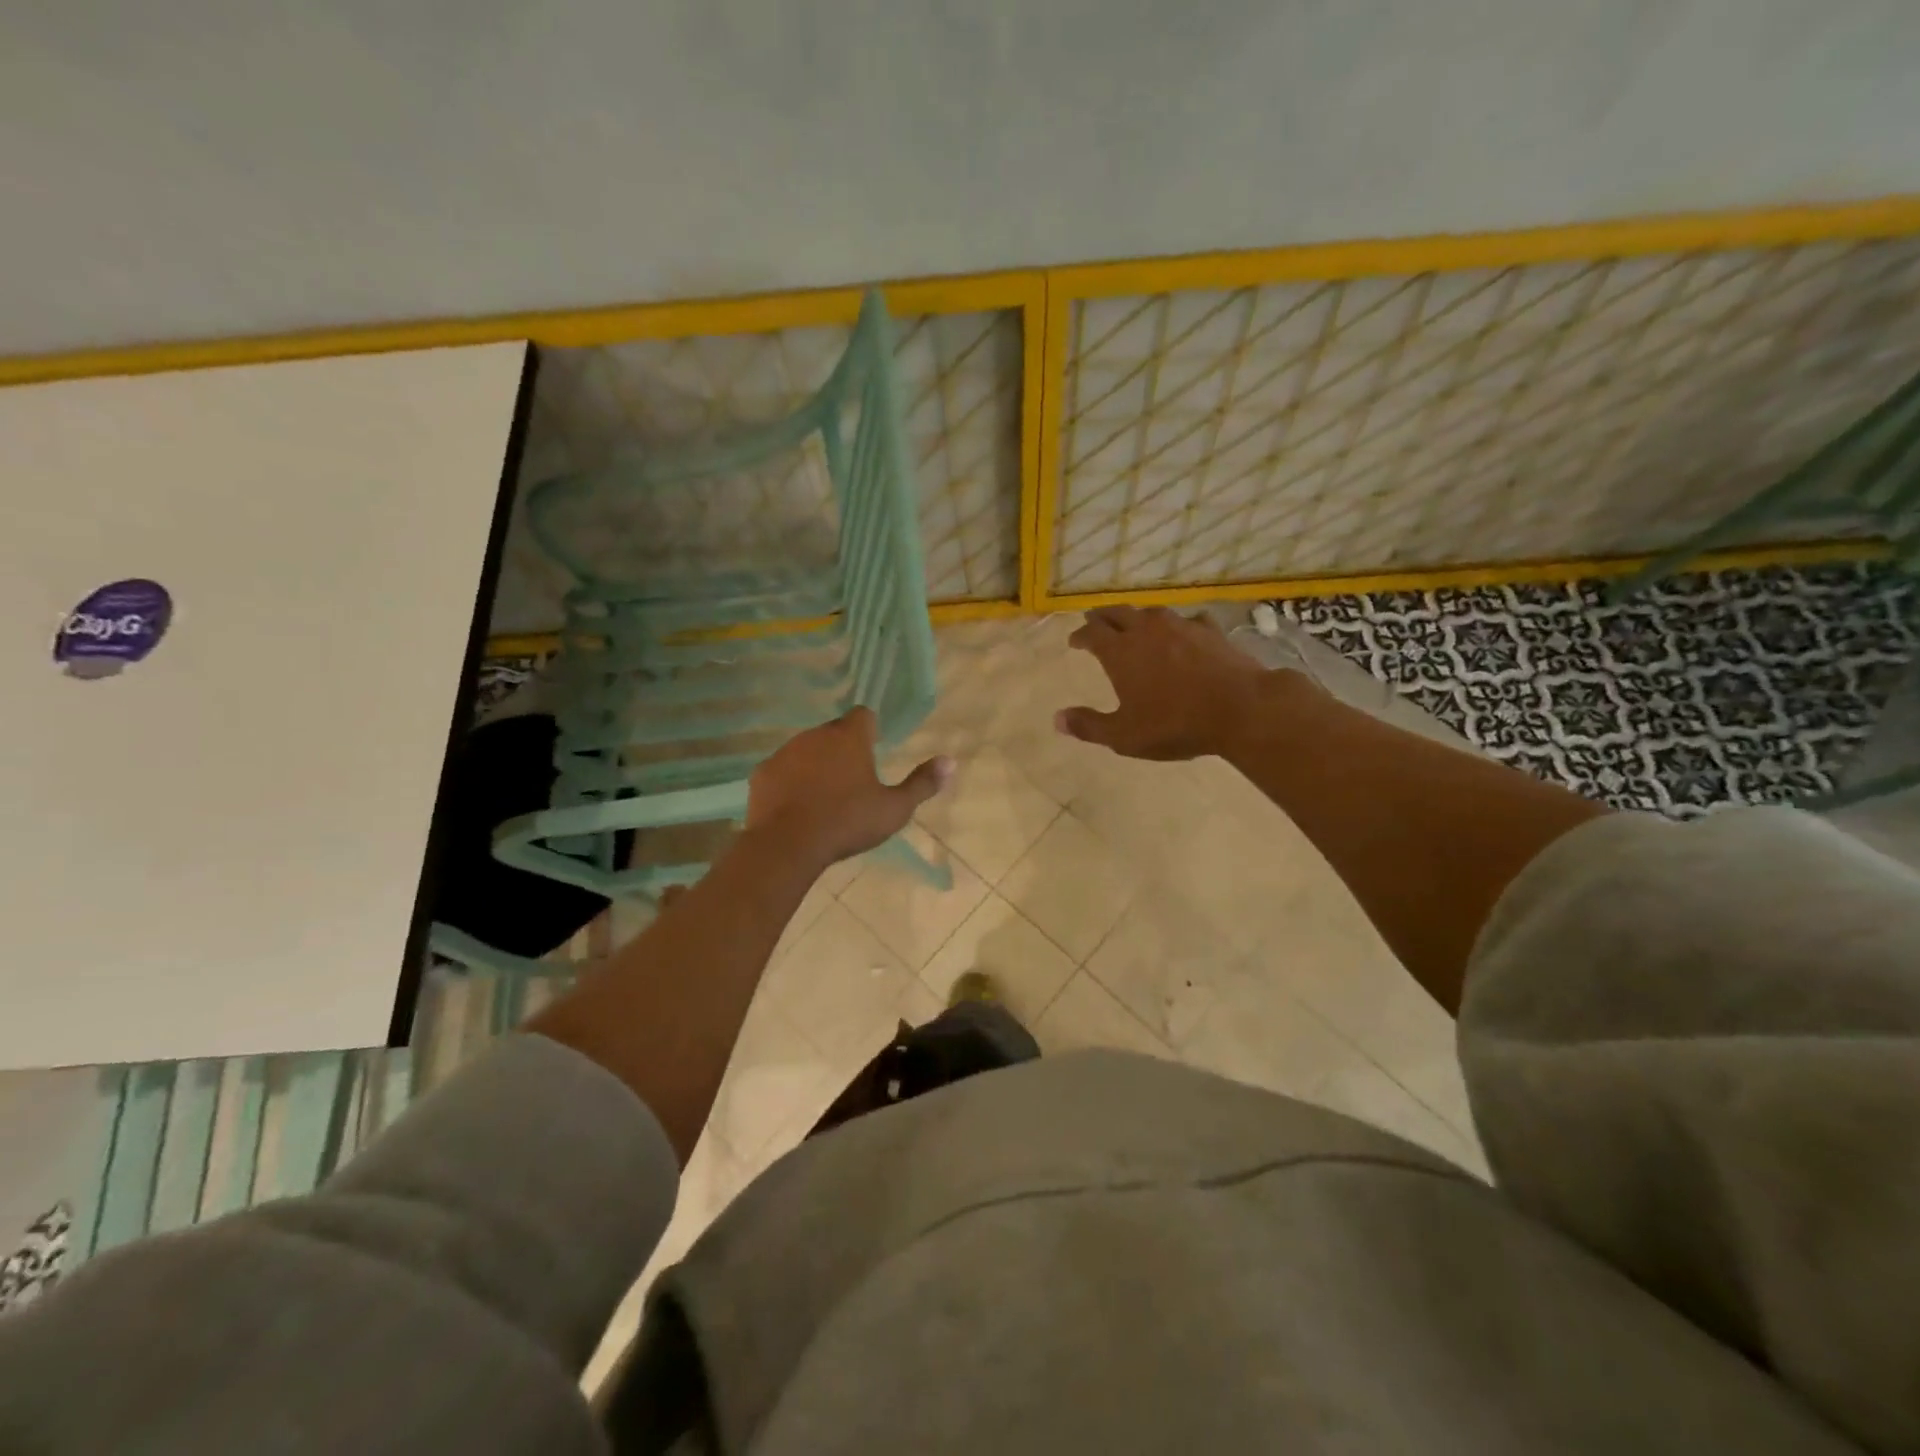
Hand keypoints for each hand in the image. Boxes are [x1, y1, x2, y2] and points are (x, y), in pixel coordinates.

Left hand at [747, 707, 952, 867]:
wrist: (788, 844)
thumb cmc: (847, 822)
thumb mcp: (894, 809)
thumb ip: (922, 784)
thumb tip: (951, 762)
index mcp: (849, 737)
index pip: (863, 715)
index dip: (870, 730)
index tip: (873, 750)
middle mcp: (816, 735)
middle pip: (833, 732)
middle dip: (842, 748)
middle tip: (852, 780)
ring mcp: (785, 752)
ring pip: (805, 749)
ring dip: (815, 764)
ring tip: (824, 797)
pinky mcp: (763, 773)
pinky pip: (782, 770)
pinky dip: (790, 782)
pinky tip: (796, 807)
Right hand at [1057, 606, 1303, 760]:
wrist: (1239, 708)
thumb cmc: (1175, 724)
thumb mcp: (1125, 735)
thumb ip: (1089, 726)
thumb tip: (1057, 719)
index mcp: (1120, 652)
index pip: (1092, 633)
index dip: (1080, 636)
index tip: (1074, 641)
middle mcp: (1146, 630)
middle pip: (1118, 613)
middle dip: (1102, 617)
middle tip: (1095, 621)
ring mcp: (1181, 626)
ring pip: (1151, 613)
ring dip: (1138, 618)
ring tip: (1135, 625)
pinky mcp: (1210, 631)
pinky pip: (1188, 621)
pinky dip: (1178, 627)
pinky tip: (1184, 633)